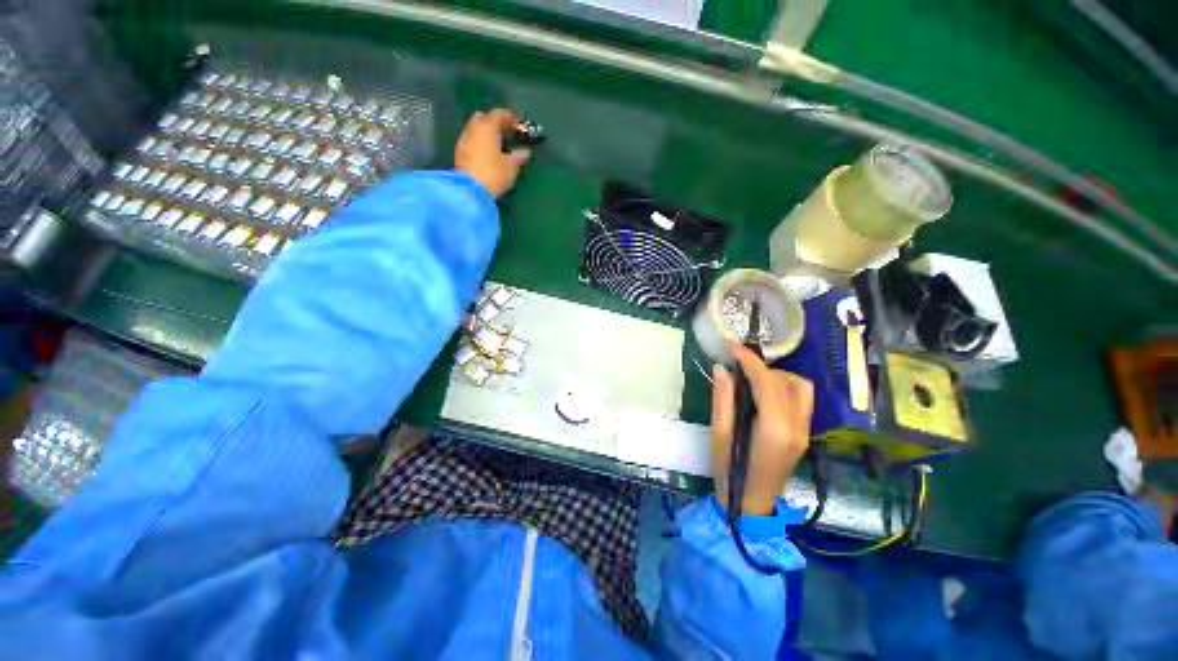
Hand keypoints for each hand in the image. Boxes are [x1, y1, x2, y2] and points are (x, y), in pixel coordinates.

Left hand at [454, 109, 531, 197]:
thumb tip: (526, 151)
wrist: (469, 191)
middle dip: (495, 122)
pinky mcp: (460, 152)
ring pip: (476, 128)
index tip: (519, 124)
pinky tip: (487, 152)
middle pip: (484, 117)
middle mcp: (474, 128)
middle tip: (506, 131)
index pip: (499, 114)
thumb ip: (519, 156)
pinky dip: (480, 141)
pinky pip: (471, 139)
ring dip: (486, 132)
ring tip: (498, 143)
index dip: (510, 117)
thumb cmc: (493, 174)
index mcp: (488, 127)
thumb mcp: (511, 167)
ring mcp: (464, 140)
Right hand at [711, 341, 813, 515]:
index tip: (730, 345)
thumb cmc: (729, 471)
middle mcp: (797, 426)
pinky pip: (800, 399)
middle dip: (760, 367)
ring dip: (776, 376)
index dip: (748, 359)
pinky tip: (762, 394)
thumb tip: (723, 369)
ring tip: (750, 381)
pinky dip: (783, 387)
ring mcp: (805, 430)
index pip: (766, 382)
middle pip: (786, 381)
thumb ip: (722, 398)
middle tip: (736, 367)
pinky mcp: (804, 433)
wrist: (751, 504)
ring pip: (800, 387)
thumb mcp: (719, 433)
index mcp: (775, 428)